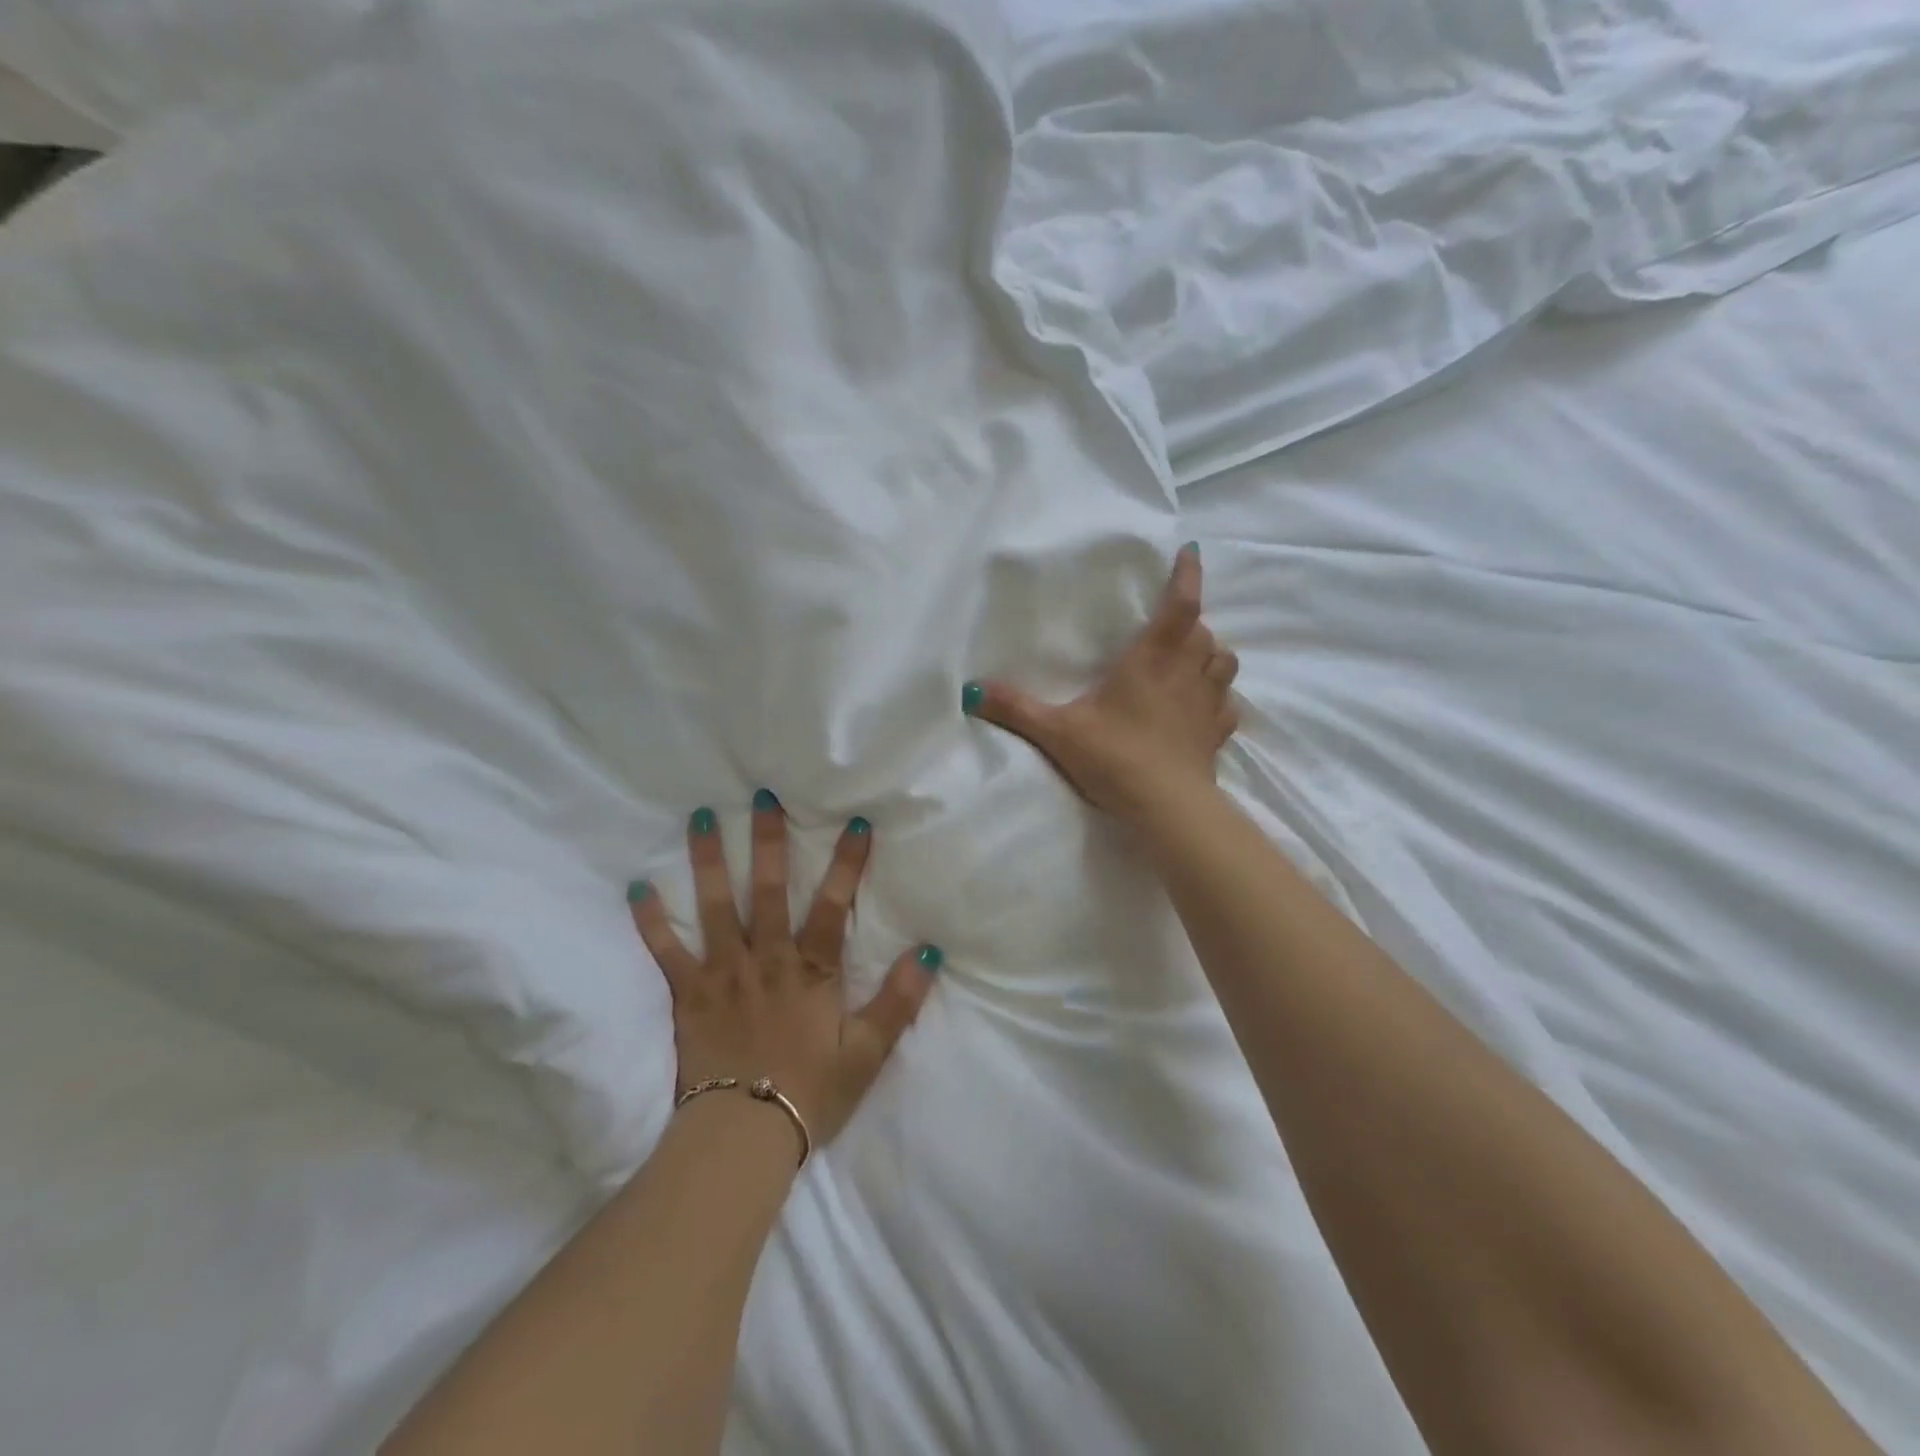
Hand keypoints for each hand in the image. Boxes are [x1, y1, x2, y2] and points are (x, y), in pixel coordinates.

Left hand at [628, 801, 939, 1153]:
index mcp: (812, 970)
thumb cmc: (810, 1093)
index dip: (848, 863)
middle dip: (769, 840)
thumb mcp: (868, 1052)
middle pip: (769, 889)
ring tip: (701, 816)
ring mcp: (723, 973)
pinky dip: (651, 920)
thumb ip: (899, 1001)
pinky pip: (666, 951)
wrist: (742, 1138)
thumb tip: (929, 951)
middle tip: (762, 795)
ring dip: (709, 859)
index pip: (835, 905)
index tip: (856, 822)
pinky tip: (637, 888)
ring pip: (716, 905)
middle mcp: (767, 958)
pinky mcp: (688, 995)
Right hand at [968, 543, 1237, 822]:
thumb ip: (1016, 709)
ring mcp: (1207, 705)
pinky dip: (1219, 698)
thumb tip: (970, 690)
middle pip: (1204, 632)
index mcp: (1152, 660)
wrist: (1167, 810)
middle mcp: (1187, 674)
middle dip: (1192, 622)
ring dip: (1211, 654)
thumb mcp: (1057, 732)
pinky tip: (1202, 707)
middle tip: (1170, 626)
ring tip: (1191, 660)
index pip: (1180, 605)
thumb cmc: (1115, 758)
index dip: (1187, 574)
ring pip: (1224, 663)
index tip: (1191, 551)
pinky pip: (1227, 706)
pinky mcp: (1217, 736)